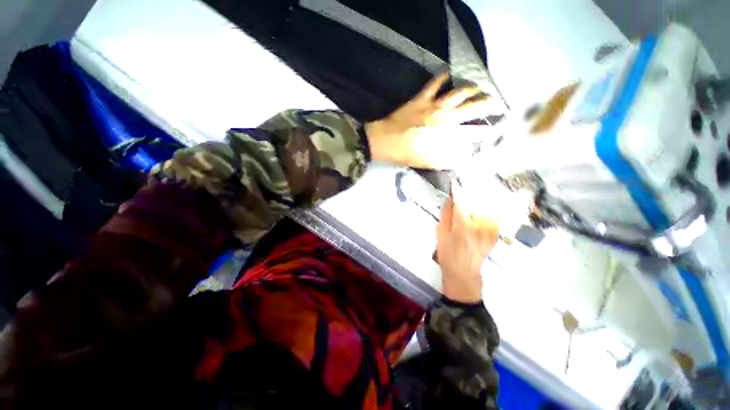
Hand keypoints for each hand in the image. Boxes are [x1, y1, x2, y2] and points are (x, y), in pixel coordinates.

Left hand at [365, 72, 491, 168]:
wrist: (384, 141)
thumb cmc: (404, 153)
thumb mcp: (425, 162)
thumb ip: (444, 160)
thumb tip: (460, 160)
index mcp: (445, 135)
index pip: (470, 131)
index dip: (483, 129)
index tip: (494, 127)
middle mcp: (444, 118)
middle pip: (470, 108)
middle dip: (485, 104)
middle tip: (495, 101)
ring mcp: (432, 106)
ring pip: (457, 93)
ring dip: (471, 89)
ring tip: (480, 86)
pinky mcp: (421, 99)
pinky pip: (434, 84)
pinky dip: (443, 77)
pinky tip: (449, 71)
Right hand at [436, 193, 498, 303]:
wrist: (464, 273)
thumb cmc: (448, 255)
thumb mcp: (441, 235)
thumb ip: (446, 215)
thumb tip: (450, 200)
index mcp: (464, 226)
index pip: (462, 203)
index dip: (458, 191)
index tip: (455, 183)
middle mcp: (480, 226)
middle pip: (478, 203)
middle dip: (471, 193)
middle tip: (466, 184)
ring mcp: (490, 231)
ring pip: (488, 209)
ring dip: (482, 200)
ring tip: (476, 192)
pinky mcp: (495, 234)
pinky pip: (494, 217)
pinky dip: (489, 210)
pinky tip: (484, 207)